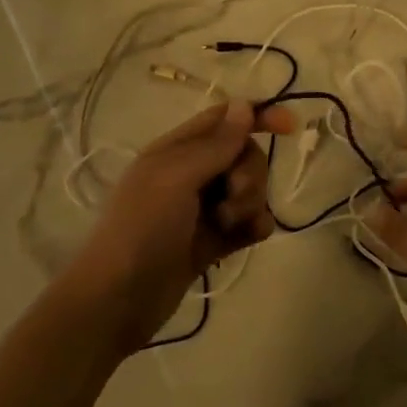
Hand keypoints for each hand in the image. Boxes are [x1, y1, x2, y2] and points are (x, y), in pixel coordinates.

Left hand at [63, 100, 294, 355]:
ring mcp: (201, 210)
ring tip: (227, 225)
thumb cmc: (141, 229)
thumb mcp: (176, 178)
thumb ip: (214, 145)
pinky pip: (247, 223)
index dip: (257, 117)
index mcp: (175, 150)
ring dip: (250, 203)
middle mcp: (190, 175)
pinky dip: (253, 226)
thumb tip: (245, 105)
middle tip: (232, 195)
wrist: (117, 301)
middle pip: (243, 155)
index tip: (290, 129)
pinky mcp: (211, 243)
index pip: (224, 119)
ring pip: (248, 190)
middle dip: (250, 173)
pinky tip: (251, 237)